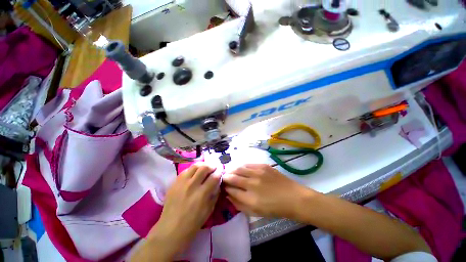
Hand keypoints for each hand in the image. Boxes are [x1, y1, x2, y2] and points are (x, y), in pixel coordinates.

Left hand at [137, 163, 220, 260]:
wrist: (170, 229)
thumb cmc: (193, 223)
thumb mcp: (209, 210)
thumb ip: (215, 194)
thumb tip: (218, 182)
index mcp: (202, 194)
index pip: (214, 177)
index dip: (219, 172)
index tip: (221, 171)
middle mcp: (192, 185)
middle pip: (205, 167)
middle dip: (212, 165)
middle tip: (214, 167)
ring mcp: (182, 182)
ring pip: (195, 166)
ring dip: (203, 165)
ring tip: (206, 167)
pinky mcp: (174, 182)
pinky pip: (186, 170)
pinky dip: (193, 169)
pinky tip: (195, 172)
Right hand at [223, 164, 312, 218]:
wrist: (293, 197)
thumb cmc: (275, 209)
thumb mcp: (256, 212)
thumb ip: (240, 204)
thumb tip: (228, 195)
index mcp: (250, 199)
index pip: (231, 190)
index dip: (225, 187)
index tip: (223, 186)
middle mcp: (252, 184)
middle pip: (233, 177)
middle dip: (225, 177)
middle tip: (223, 178)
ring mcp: (258, 173)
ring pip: (239, 168)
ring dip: (232, 170)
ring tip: (230, 172)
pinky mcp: (263, 166)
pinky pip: (248, 164)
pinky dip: (242, 166)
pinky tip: (240, 168)